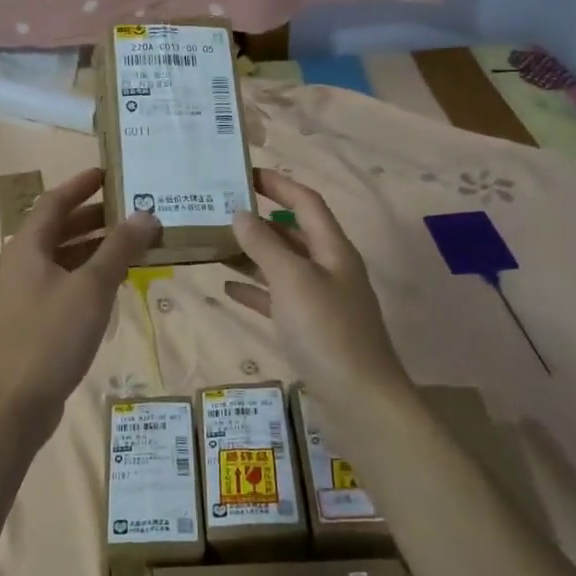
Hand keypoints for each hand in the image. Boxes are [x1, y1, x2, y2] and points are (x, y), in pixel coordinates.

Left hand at [0, 167, 158, 436]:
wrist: (12, 404)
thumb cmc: (50, 336)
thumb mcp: (91, 287)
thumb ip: (119, 248)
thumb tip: (146, 214)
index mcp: (29, 245)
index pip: (56, 200)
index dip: (82, 184)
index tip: (110, 172)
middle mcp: (25, 262)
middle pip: (61, 227)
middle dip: (96, 216)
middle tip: (134, 208)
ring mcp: (28, 292)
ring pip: (65, 256)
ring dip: (97, 246)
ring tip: (136, 242)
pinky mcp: (36, 319)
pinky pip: (66, 282)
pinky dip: (91, 274)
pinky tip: (117, 281)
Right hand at [226, 170, 409, 401]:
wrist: (360, 402)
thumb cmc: (327, 331)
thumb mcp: (292, 281)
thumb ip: (264, 245)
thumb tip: (240, 213)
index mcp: (333, 249)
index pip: (306, 201)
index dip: (278, 184)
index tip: (244, 173)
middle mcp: (329, 268)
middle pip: (293, 232)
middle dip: (259, 220)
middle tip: (219, 210)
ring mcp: (321, 301)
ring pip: (282, 266)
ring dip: (252, 255)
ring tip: (214, 244)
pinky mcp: (311, 330)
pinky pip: (278, 299)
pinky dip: (254, 290)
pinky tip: (226, 288)